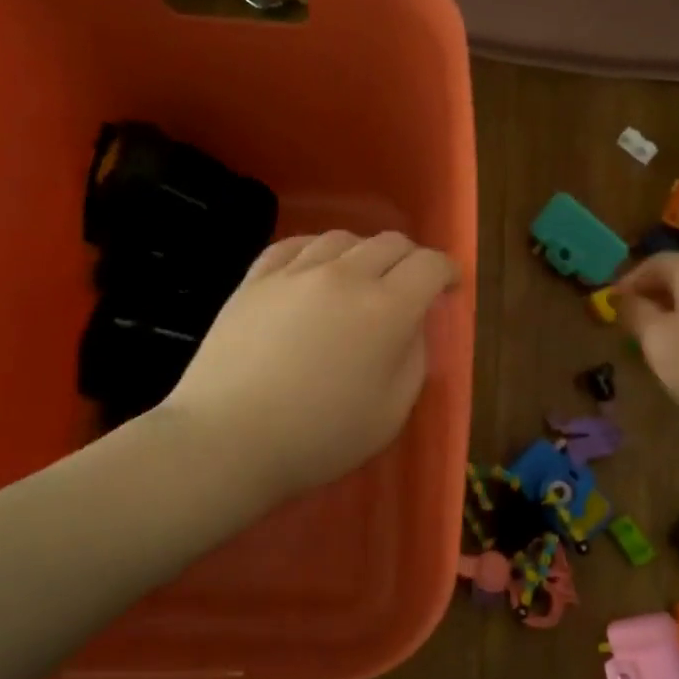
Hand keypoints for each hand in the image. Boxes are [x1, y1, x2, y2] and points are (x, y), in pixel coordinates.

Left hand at [160, 230, 459, 504]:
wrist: (228, 439)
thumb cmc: (319, 437)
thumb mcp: (391, 412)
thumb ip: (412, 359)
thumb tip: (410, 326)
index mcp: (386, 309)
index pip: (429, 266)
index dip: (448, 271)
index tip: (450, 286)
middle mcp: (344, 276)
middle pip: (389, 243)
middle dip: (411, 259)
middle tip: (411, 284)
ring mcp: (295, 272)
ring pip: (342, 238)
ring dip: (364, 253)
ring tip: (361, 277)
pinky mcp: (255, 279)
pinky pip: (294, 245)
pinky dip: (317, 250)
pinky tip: (315, 268)